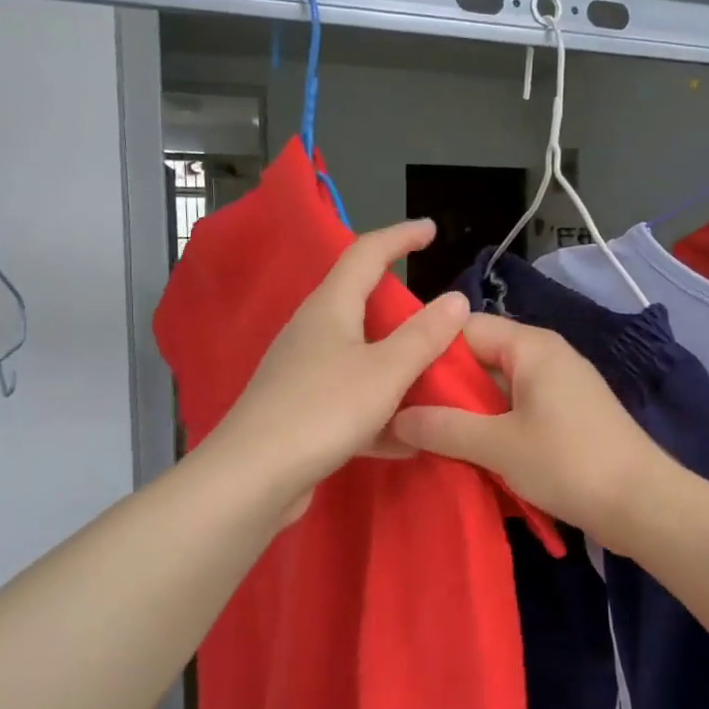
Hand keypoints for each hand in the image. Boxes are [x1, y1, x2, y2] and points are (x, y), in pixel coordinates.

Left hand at [211, 220, 470, 524]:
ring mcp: (302, 373)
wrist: (253, 479)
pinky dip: (380, 411)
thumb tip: (456, 299)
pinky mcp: (300, 412)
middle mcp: (312, 332)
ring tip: (432, 377)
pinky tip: (407, 439)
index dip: (400, 237)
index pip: (366, 253)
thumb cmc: (323, 410)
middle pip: (360, 304)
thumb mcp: (386, 370)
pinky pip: (351, 399)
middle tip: (437, 316)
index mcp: (330, 307)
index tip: (430, 229)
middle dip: (400, 307)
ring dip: (395, 364)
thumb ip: (424, 335)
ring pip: (359, 356)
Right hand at [389, 313, 669, 542]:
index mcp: (531, 346)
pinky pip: (517, 409)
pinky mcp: (567, 416)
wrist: (642, 503)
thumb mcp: (498, 445)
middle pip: (480, 358)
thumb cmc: (568, 462)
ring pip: (497, 388)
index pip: (464, 327)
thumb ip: (444, 427)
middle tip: (403, 416)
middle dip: (444, 387)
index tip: (393, 380)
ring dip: (467, 413)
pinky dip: (493, 427)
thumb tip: (396, 416)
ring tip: (427, 438)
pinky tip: (468, 453)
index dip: (428, 349)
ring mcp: (559, 386)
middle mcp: (546, 356)